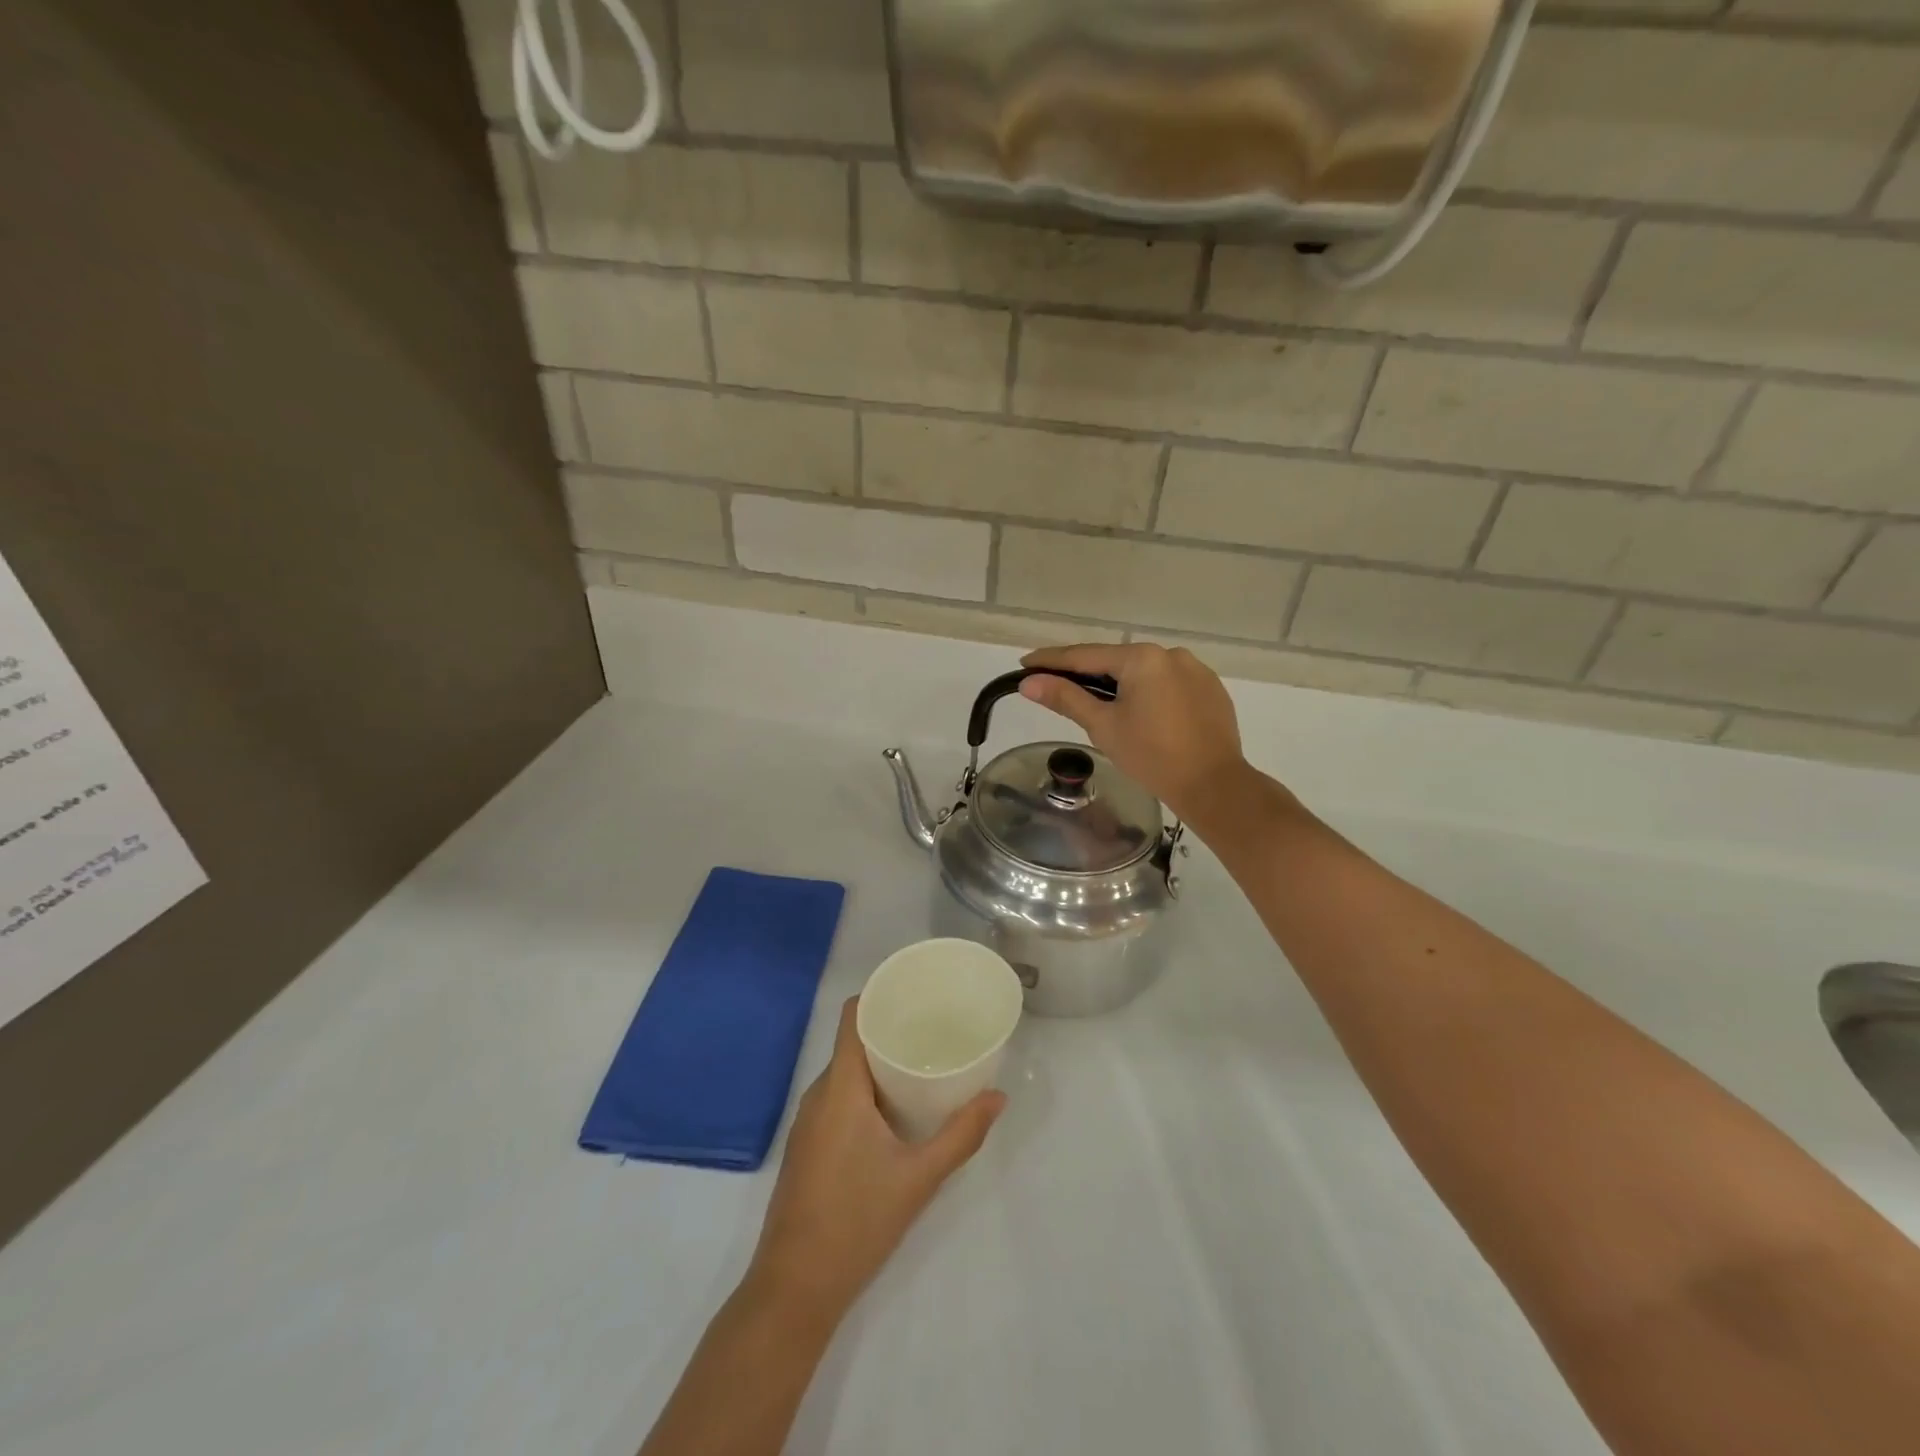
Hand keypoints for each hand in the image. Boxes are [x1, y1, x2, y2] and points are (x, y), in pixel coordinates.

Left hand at [746, 998, 1004, 1324]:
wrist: (794, 1289)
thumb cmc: (856, 1223)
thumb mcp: (919, 1178)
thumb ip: (961, 1135)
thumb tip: (998, 1098)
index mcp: (840, 1087)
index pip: (852, 1016)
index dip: (880, 994)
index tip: (918, 991)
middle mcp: (819, 1094)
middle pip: (854, 1041)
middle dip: (892, 1029)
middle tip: (936, 1027)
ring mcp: (809, 1122)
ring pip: (847, 1072)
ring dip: (880, 1062)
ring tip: (924, 1062)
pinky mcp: (808, 1146)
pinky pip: (839, 1097)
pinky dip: (867, 1089)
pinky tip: (897, 1109)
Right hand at [1020, 644, 1248, 822]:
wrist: (1213, 785)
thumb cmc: (1152, 756)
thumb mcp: (1103, 726)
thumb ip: (1066, 698)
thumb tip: (1029, 683)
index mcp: (1141, 658)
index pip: (1085, 655)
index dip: (1051, 660)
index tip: (1025, 664)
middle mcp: (1170, 653)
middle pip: (1116, 660)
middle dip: (1086, 673)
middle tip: (1056, 685)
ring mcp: (1195, 669)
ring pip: (1144, 672)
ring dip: (1119, 683)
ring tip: (1100, 705)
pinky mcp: (1211, 689)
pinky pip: (1168, 683)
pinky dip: (1148, 693)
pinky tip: (1141, 714)